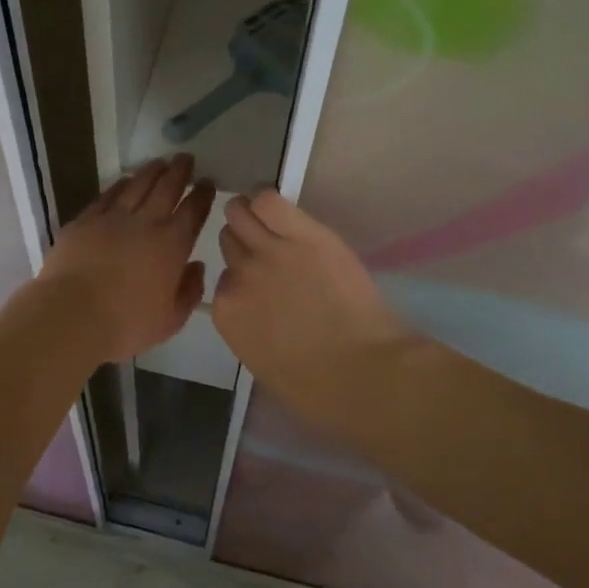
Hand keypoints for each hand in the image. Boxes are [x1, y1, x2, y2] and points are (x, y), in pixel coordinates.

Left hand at [38, 155, 214, 363]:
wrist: (72, 314)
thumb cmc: (126, 323)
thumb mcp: (170, 320)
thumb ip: (189, 291)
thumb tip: (197, 267)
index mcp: (172, 245)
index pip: (193, 211)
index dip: (202, 195)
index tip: (207, 182)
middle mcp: (145, 223)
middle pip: (166, 188)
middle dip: (179, 171)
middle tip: (186, 158)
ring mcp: (112, 218)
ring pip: (137, 185)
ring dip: (151, 171)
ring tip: (160, 162)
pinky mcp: (85, 221)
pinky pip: (107, 196)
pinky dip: (119, 185)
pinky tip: (124, 180)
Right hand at [211, 189, 410, 401]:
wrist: (364, 373)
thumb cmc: (319, 387)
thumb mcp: (265, 361)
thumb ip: (250, 326)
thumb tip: (257, 308)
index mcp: (227, 313)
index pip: (224, 278)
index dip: (244, 279)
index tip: (263, 284)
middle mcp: (239, 277)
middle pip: (229, 241)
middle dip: (245, 244)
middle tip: (267, 249)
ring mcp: (268, 252)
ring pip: (239, 212)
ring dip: (249, 214)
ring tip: (270, 221)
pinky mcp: (301, 234)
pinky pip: (269, 200)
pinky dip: (269, 200)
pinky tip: (281, 210)